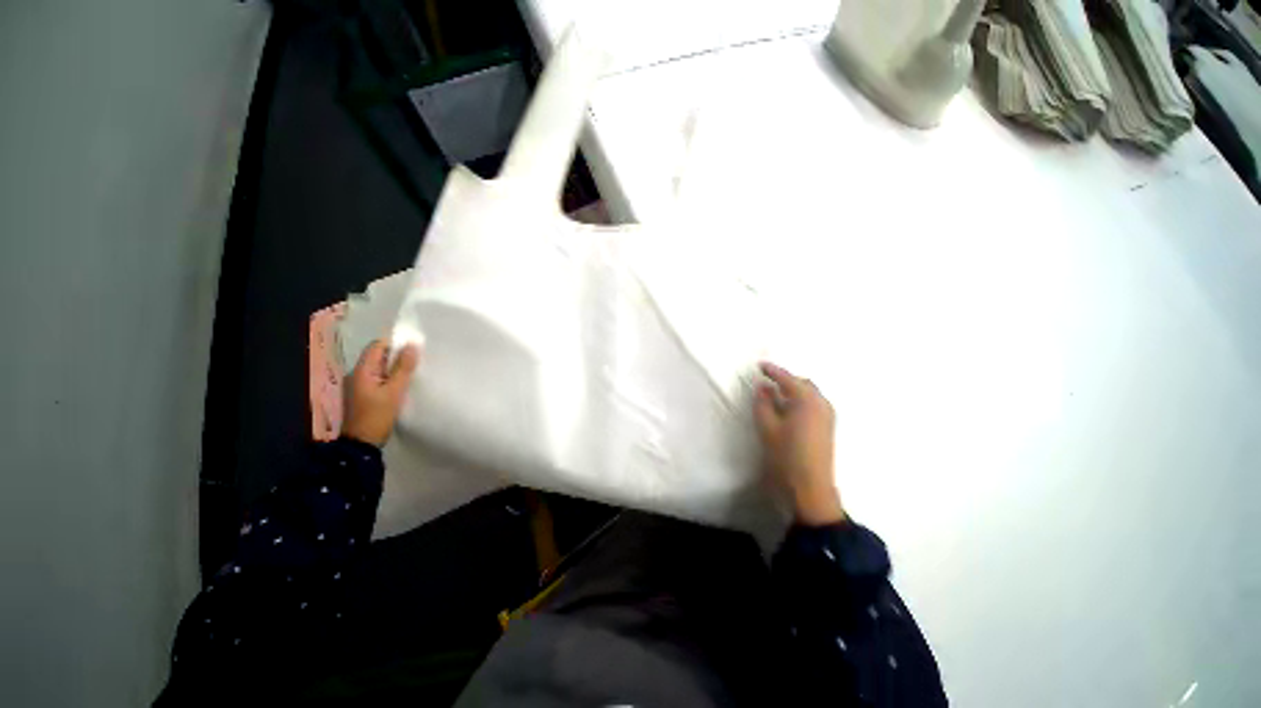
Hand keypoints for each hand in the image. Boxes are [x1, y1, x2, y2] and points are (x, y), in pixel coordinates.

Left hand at [343, 340, 419, 446]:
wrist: (361, 443)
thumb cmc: (377, 415)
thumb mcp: (394, 391)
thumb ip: (403, 368)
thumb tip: (412, 345)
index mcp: (361, 371)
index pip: (377, 346)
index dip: (395, 344)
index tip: (414, 347)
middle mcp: (357, 374)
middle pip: (377, 356)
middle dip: (397, 355)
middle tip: (417, 358)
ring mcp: (359, 385)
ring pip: (379, 368)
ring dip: (395, 367)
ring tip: (413, 370)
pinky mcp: (364, 394)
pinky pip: (378, 378)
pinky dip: (390, 377)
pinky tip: (402, 383)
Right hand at [754, 362, 844, 525]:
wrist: (810, 486)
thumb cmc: (786, 454)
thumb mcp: (767, 427)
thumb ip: (763, 403)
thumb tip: (762, 387)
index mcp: (807, 400)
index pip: (787, 379)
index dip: (772, 371)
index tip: (760, 365)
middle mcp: (821, 403)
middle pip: (802, 383)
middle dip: (785, 379)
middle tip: (767, 380)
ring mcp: (827, 415)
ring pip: (809, 393)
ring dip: (793, 390)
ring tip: (775, 394)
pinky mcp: (827, 426)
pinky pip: (813, 403)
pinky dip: (799, 400)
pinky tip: (787, 408)